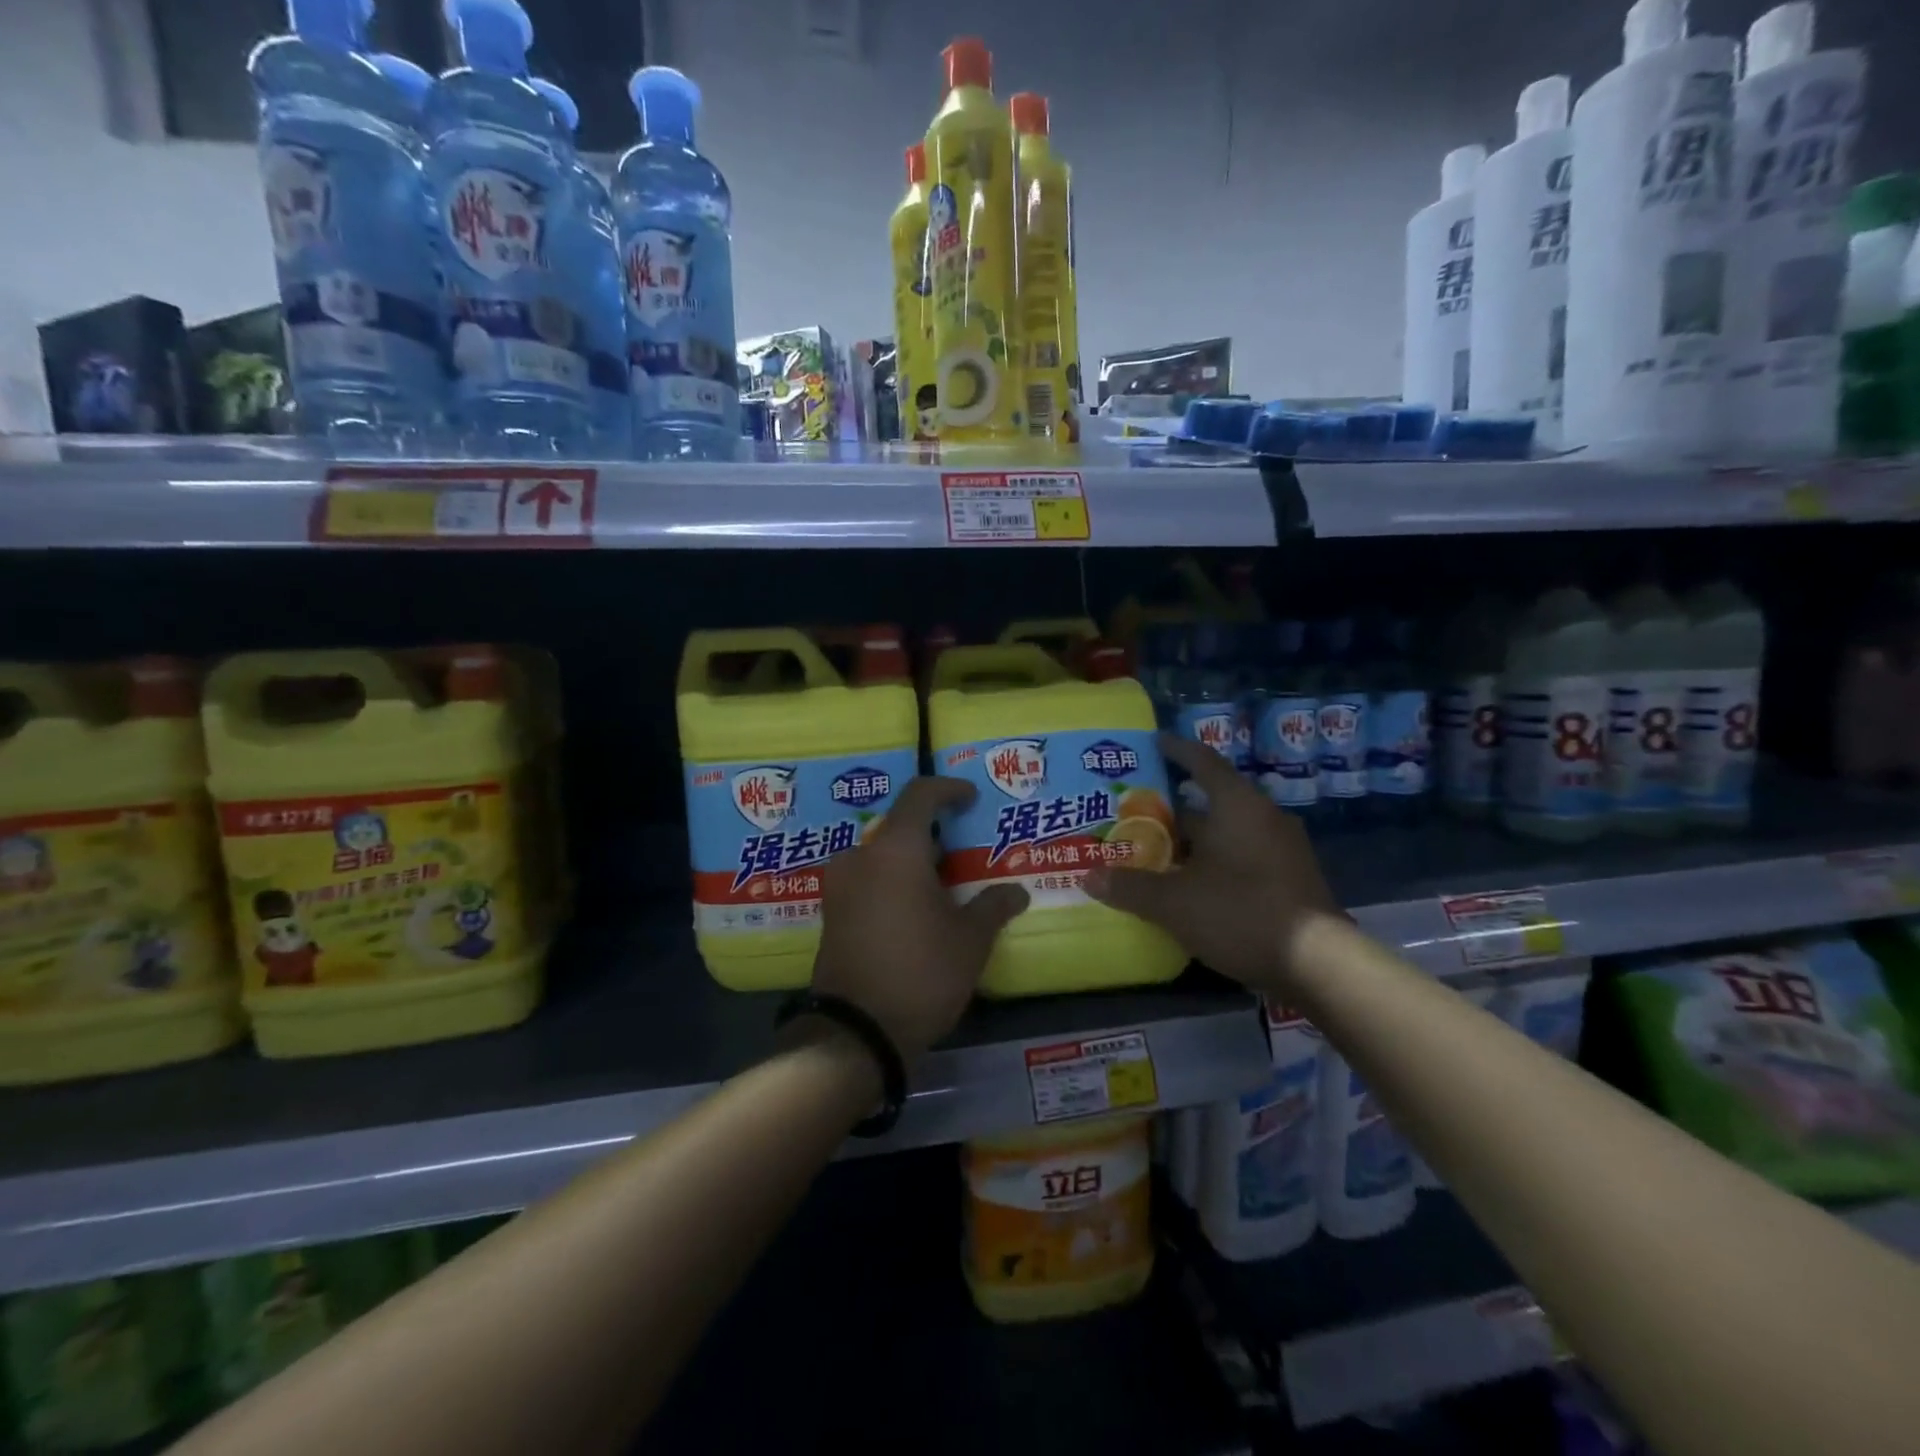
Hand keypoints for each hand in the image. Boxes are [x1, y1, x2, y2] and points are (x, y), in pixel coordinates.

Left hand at [811, 777, 1029, 1063]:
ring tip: (946, 885)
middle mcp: (860, 856)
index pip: (920, 795)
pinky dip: (893, 881)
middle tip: (966, 853)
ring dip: (913, 861)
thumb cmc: (920, 973)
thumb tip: (1017, 891)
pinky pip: (868, 878)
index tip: (971, 798)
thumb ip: (994, 906)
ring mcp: (840, 885)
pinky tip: (917, 908)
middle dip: (934, 835)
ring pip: (882, 855)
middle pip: (900, 827)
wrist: (856, 1032)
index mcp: (895, 849)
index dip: (948, 790)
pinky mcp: (832, 912)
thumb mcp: (970, 940)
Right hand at [1084, 735, 1338, 993]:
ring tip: (1155, 853)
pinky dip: (1214, 862)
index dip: (1176, 750)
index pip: (1203, 762)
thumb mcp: (1174, 902)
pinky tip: (1190, 885)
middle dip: (1172, 811)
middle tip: (1134, 817)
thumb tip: (1089, 878)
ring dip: (1192, 842)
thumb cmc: (1241, 913)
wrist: (1319, 964)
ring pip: (1226, 833)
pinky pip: (1242, 856)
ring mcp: (1282, 848)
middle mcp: (1263, 817)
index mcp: (1238, 805)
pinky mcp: (1290, 878)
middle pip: (1210, 802)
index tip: (1154, 743)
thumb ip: (1130, 887)